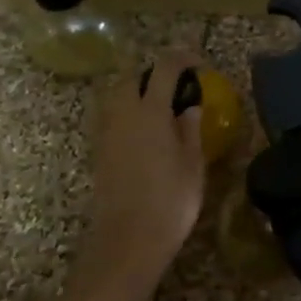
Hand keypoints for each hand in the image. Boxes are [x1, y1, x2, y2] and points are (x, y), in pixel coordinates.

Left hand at [79, 52, 207, 300]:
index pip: (164, 68)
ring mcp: (106, 134)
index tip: (200, 64)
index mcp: (150, 112)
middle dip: (155, 73)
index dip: (183, 58)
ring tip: (165, 108)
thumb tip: (189, 107)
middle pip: (133, 77)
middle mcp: (123, 114)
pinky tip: (149, 133)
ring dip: (139, 92)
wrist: (127, 241)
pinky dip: (130, 113)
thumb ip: (190, 129)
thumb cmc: (170, 202)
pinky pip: (113, 118)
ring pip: (118, 96)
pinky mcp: (100, 152)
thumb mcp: (193, 164)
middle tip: (179, 86)